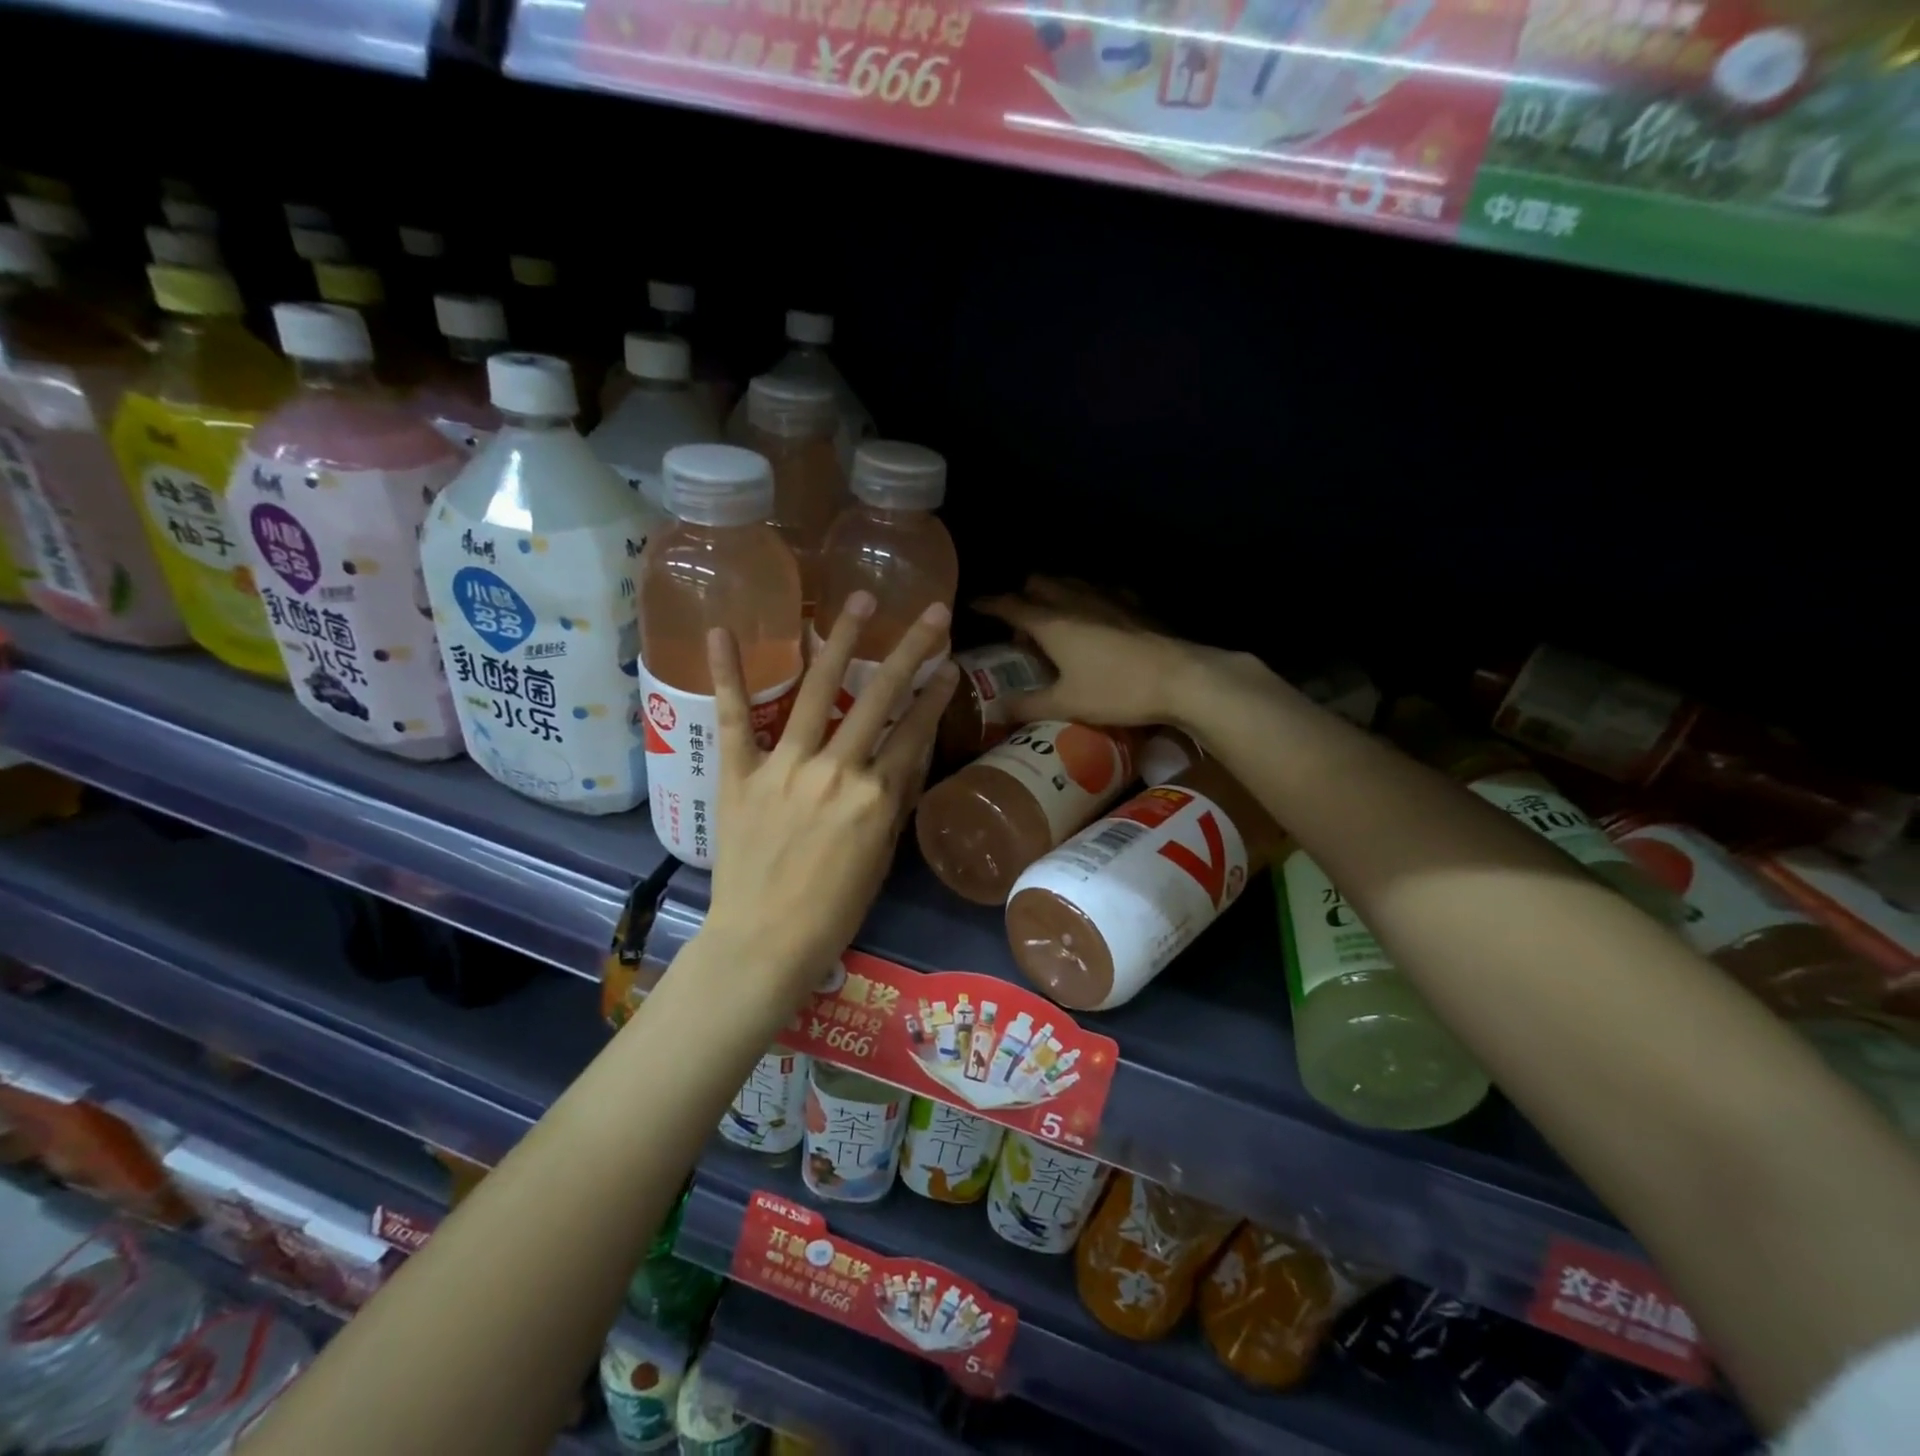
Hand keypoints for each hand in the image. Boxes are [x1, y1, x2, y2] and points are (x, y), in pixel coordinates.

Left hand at [701, 592, 957, 998]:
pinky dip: (727, 673)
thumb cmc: (834, 910)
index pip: (914, 730)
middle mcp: (837, 770)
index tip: (950, 663)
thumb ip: (893, 800)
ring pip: (818, 691)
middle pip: (880, 696)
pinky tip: (722, 629)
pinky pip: (734, 717)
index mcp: (876, 797)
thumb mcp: (881, 857)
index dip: (937, 693)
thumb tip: (906, 754)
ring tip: (859, 600)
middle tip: (932, 613)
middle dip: (911, 649)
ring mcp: (785, 766)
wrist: (764, 943)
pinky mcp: (740, 773)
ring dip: (840, 641)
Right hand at [975, 576, 1233, 729]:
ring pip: (1070, 581)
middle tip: (1020, 625)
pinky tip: (1097, 615)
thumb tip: (996, 710)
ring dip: (1055, 593)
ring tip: (1055, 620)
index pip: (1008, 604)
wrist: (1180, 678)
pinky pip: (1102, 589)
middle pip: (1038, 583)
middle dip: (1023, 596)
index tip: (973, 605)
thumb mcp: (1065, 704)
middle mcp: (1074, 600)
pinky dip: (1089, 597)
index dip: (988, 604)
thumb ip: (1027, 705)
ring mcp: (1107, 597)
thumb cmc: (1116, 691)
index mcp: (1050, 622)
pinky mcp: (1134, 603)